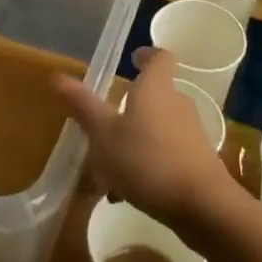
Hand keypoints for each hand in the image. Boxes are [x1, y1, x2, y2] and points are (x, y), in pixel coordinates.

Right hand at [54, 47, 234, 231]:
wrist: (202, 206)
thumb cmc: (147, 160)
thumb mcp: (105, 135)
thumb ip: (84, 107)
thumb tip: (59, 77)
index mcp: (156, 87)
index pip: (159, 57)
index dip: (146, 55)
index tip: (132, 59)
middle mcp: (177, 103)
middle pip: (153, 95)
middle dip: (128, 108)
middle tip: (102, 125)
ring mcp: (189, 133)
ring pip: (155, 129)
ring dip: (132, 143)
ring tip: (105, 172)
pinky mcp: (196, 161)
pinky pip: (164, 154)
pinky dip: (145, 166)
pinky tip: (125, 194)